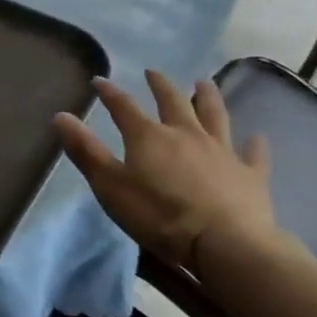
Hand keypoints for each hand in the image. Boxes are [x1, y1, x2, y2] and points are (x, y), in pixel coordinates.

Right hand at [53, 71, 274, 269]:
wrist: (225, 243)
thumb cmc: (159, 215)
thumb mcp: (110, 185)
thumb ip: (86, 151)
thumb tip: (60, 115)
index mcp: (149, 136)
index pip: (124, 107)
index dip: (109, 93)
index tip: (99, 80)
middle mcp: (186, 134)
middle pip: (173, 102)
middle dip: (160, 85)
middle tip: (153, 72)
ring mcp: (222, 151)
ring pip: (215, 116)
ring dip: (208, 98)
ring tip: (204, 83)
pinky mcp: (250, 174)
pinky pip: (253, 154)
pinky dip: (254, 144)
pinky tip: (257, 137)